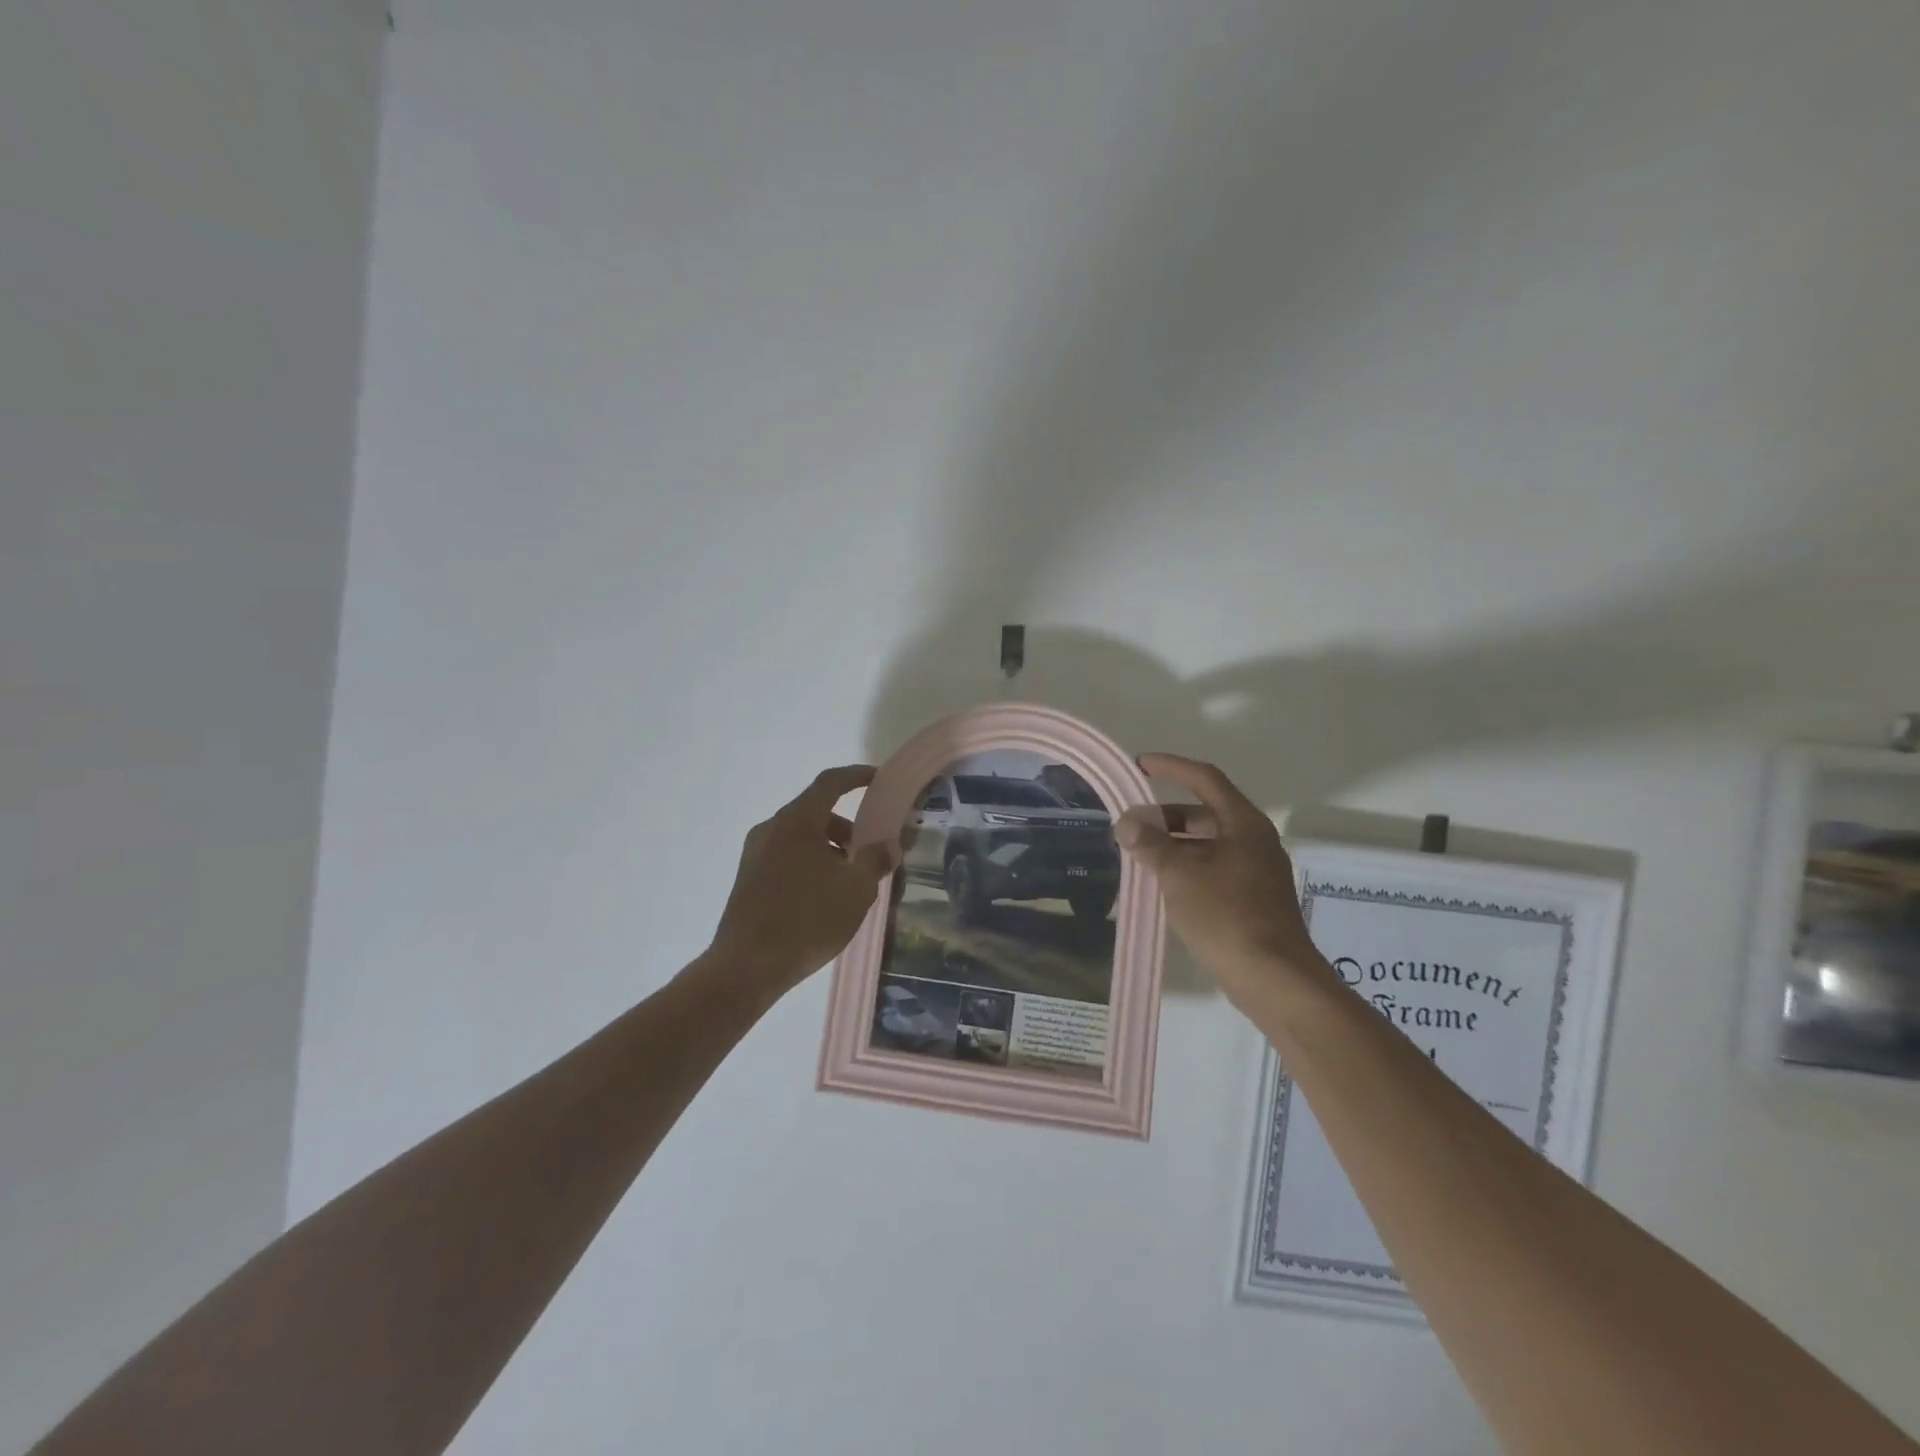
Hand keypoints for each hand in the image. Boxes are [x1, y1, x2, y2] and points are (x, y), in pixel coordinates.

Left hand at [708, 765, 894, 994]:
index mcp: (797, 822)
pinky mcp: (748, 877)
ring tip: (849, 883)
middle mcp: (772, 828)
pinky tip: (823, 898)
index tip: (879, 779)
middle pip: (816, 812)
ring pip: (801, 836)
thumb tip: (887, 845)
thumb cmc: (807, 920)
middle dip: (847, 827)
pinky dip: (810, 862)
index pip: (830, 783)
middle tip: (871, 853)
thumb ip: (875, 860)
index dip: (857, 776)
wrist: (746, 967)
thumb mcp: (856, 890)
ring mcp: (755, 853)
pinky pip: (786, 855)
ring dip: (829, 848)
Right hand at [1115, 753, 1323, 1003]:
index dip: (1171, 767)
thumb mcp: (1179, 873)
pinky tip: (1161, 885)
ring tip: (1138, 856)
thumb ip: (1150, 843)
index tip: (1140, 764)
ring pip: (1206, 844)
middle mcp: (1253, 840)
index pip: (1204, 779)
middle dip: (1164, 816)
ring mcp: (1254, 871)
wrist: (1273, 977)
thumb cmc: (1226, 914)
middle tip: (1130, 826)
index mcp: (1243, 823)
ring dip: (1172, 845)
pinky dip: (1185, 868)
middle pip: (1203, 813)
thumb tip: (1127, 822)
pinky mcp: (1251, 899)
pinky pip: (1211, 869)